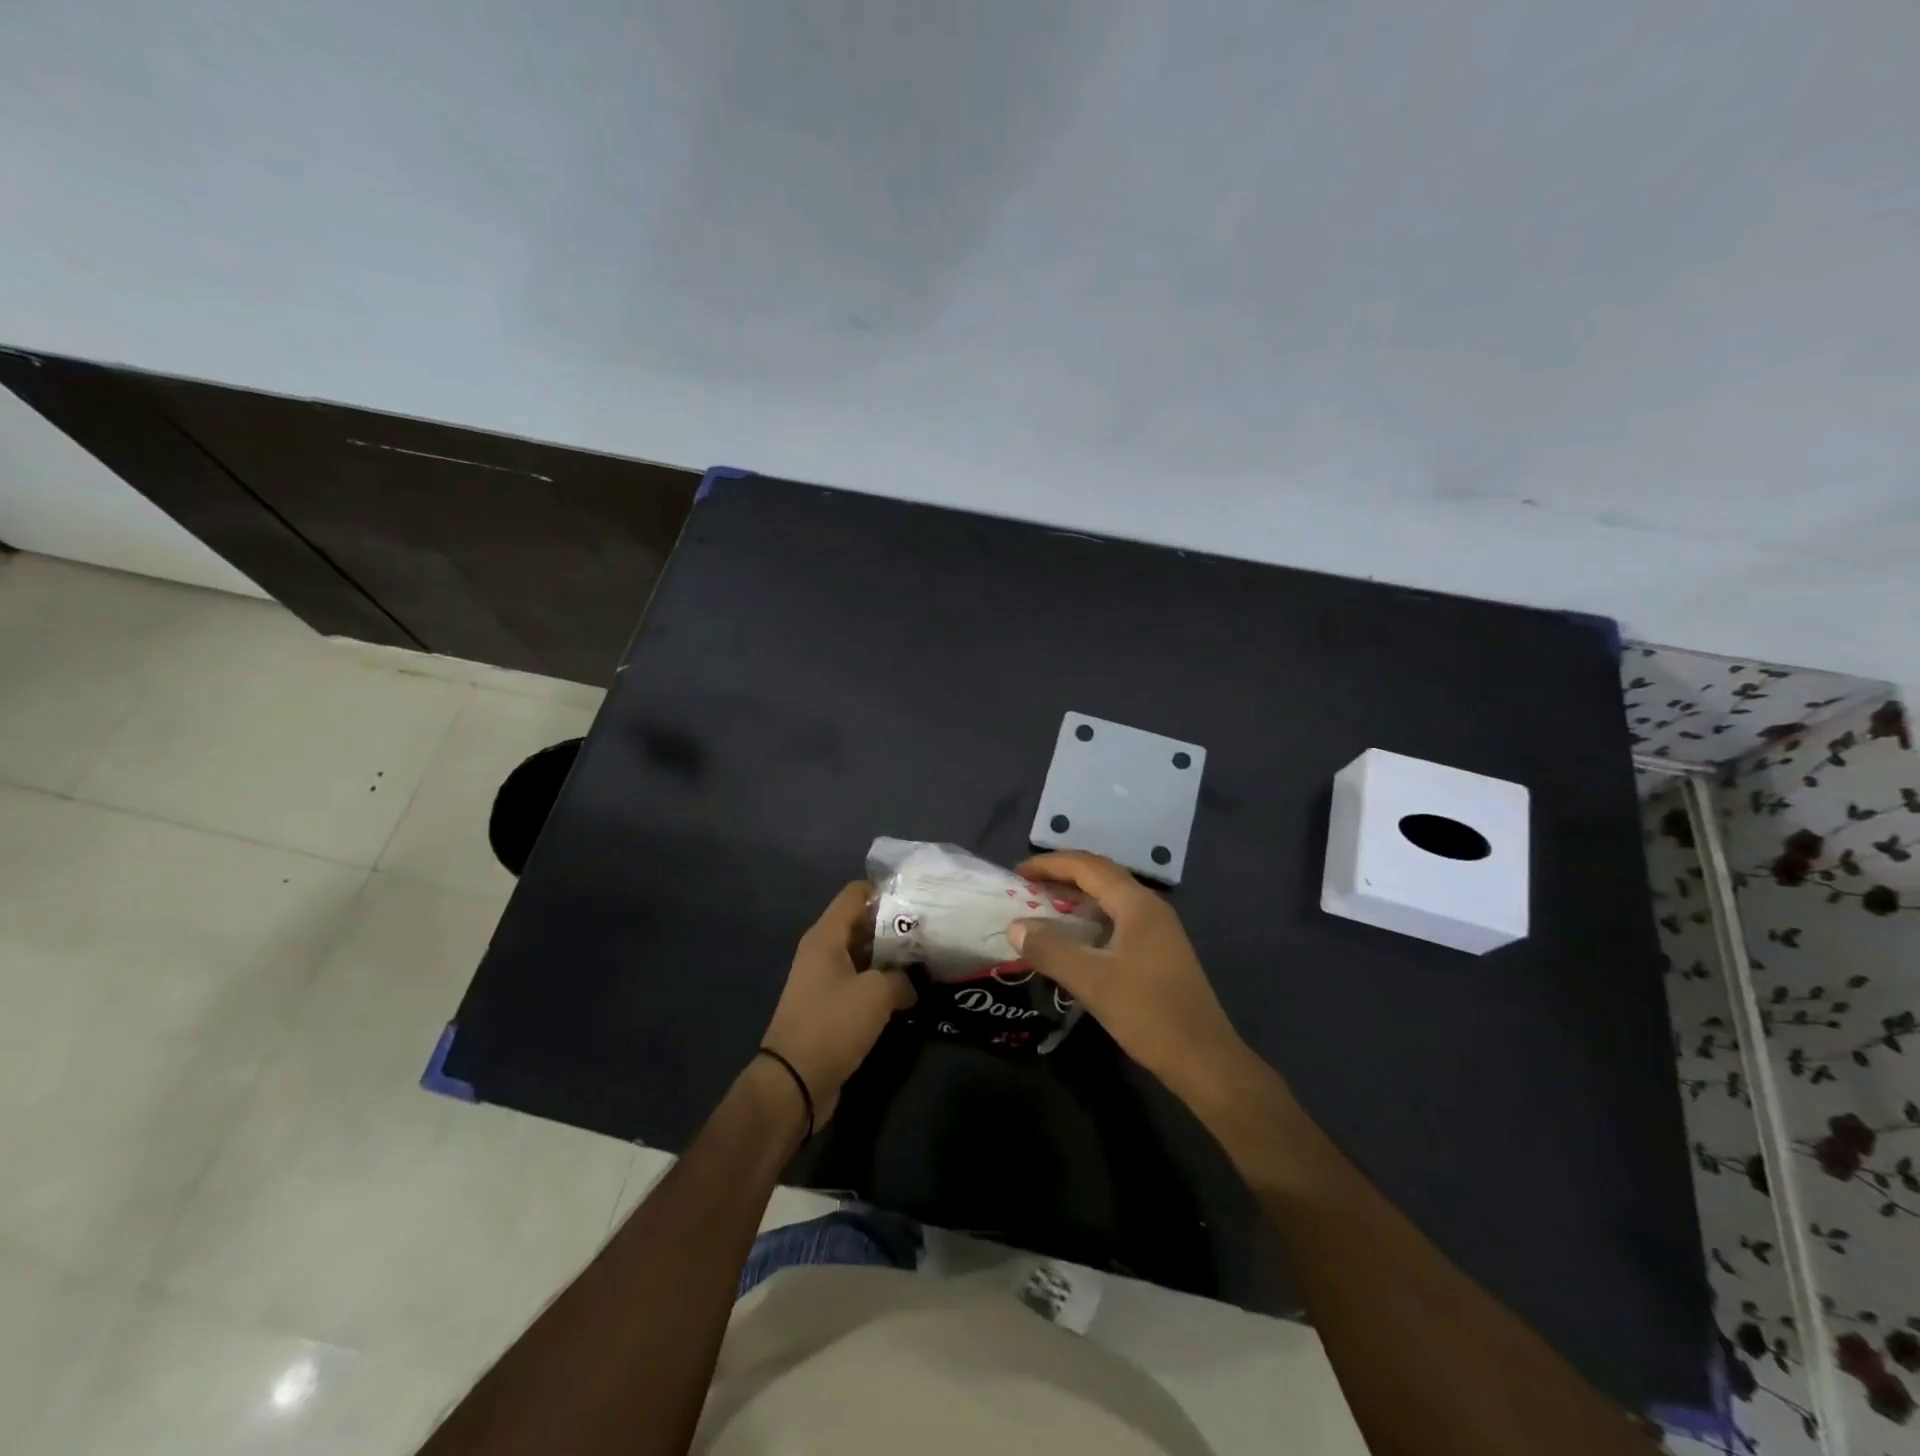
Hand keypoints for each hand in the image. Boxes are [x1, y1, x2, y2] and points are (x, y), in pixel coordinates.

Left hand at [760, 882, 915, 1125]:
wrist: (794, 1082)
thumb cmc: (832, 1024)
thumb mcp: (876, 994)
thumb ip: (901, 978)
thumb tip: (910, 984)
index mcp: (826, 936)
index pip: (856, 894)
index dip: (886, 891)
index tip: (918, 901)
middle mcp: (823, 952)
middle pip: (862, 924)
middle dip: (895, 926)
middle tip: (931, 932)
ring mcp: (825, 980)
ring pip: (864, 956)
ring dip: (891, 958)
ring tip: (927, 960)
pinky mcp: (831, 1007)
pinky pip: (860, 983)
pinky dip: (882, 984)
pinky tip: (909, 993)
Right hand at [1010, 851, 1247, 1096]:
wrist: (1204, 1060)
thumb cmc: (1148, 1013)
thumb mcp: (1091, 981)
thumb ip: (1051, 949)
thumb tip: (1016, 926)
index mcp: (1137, 904)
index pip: (1087, 866)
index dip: (1050, 864)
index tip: (1017, 873)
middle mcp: (1150, 907)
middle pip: (1100, 876)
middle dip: (1062, 875)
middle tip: (1026, 887)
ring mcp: (1158, 930)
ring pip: (1110, 899)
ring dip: (1076, 897)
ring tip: (1043, 908)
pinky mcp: (1159, 952)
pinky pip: (1117, 919)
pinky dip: (1090, 919)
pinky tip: (1074, 939)